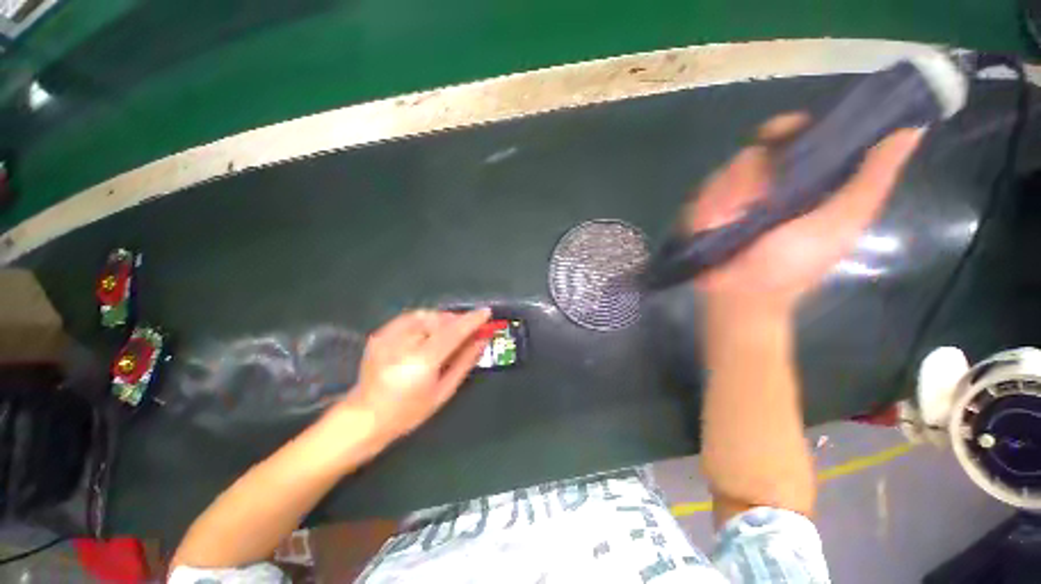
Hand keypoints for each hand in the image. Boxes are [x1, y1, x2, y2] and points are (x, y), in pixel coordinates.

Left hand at [344, 308, 490, 443]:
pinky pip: (410, 318)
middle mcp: (403, 344)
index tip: (486, 312)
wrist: (364, 417)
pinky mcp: (380, 334)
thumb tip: (482, 340)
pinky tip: (428, 334)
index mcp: (421, 361)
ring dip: (442, 320)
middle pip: (438, 320)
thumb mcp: (443, 391)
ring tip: (448, 333)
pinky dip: (425, 321)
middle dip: (457, 320)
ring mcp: (388, 336)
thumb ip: (465, 362)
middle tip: (468, 328)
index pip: (452, 332)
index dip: (471, 320)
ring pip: (425, 315)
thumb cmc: (408, 412)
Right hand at [682, 113, 923, 313]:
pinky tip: (710, 225)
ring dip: (724, 195)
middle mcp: (767, 185)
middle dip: (749, 173)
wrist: (740, 297)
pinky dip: (703, 207)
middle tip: (749, 201)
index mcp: (806, 181)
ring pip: (722, 173)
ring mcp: (732, 199)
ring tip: (726, 223)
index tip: (781, 134)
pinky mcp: (702, 213)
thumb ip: (871, 179)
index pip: (797, 136)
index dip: (790, 128)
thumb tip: (912, 127)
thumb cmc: (793, 266)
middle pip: (754, 151)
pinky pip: (698, 196)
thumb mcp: (841, 224)